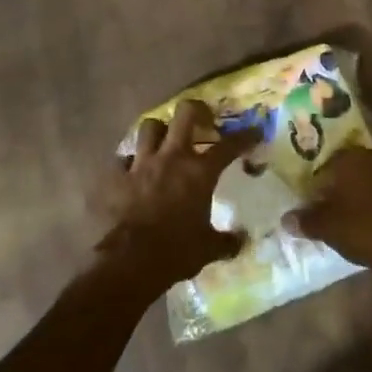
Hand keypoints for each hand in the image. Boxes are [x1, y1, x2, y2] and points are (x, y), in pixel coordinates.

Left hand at [95, 100, 258, 292]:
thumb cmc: (177, 251)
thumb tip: (242, 241)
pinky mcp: (117, 176)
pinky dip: (130, 162)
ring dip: (159, 130)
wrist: (131, 260)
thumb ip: (227, 241)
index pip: (229, 145)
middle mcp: (171, 158)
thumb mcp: (209, 248)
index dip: (245, 136)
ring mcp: (141, 164)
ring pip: (149, 126)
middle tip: (203, 121)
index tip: (254, 132)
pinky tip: (134, 172)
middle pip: (185, 114)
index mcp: (199, 172)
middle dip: (197, 111)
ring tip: (165, 141)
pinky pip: (123, 159)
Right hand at [285, 144, 371, 275]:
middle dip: (353, 172)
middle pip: (361, 159)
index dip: (323, 181)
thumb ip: (307, 220)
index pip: (330, 164)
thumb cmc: (366, 233)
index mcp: (351, 160)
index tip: (319, 198)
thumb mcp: (329, 229)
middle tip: (346, 193)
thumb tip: (286, 218)